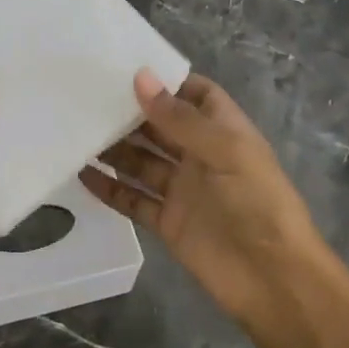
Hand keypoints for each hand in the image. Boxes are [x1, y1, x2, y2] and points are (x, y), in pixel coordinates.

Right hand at [80, 69, 319, 325]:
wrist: (274, 279)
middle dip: (129, 112)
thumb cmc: (257, 202)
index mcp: (223, 132)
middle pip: (160, 127)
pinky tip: (81, 175)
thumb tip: (140, 77)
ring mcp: (183, 190)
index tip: (126, 67)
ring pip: (141, 162)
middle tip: (85, 95)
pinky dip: (109, 189)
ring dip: (113, 149)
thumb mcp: (225, 150)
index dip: (167, 82)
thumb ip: (179, 118)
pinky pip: (133, 200)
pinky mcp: (168, 222)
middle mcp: (201, 156)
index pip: (195, 95)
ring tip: (75, 129)